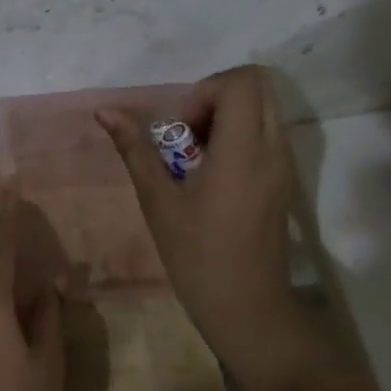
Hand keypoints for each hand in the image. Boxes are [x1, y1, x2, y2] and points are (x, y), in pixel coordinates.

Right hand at [98, 66, 321, 390]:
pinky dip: (239, 138)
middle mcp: (273, 149)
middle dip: (216, 98)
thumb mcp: (158, 201)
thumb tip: (105, 111)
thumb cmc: (198, 256)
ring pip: (264, 110)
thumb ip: (135, 149)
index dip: (205, 92)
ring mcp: (285, 166)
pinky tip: (213, 177)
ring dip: (227, 118)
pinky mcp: (285, 182)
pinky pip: (266, 135)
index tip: (182, 129)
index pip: (241, 81)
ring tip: (198, 158)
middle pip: (258, 86)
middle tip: (188, 135)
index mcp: (243, 151)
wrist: (248, 308)